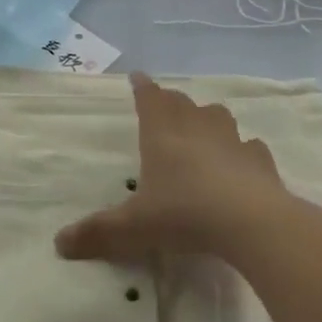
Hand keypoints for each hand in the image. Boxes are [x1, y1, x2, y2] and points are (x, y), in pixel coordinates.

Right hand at [56, 73, 291, 263]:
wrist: (254, 224)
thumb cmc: (185, 214)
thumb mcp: (133, 227)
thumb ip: (98, 233)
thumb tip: (59, 244)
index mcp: (161, 134)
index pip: (149, 99)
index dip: (142, 88)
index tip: (137, 77)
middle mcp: (196, 129)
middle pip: (182, 103)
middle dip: (170, 101)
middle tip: (163, 105)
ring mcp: (233, 142)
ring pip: (218, 117)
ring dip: (207, 118)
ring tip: (202, 129)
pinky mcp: (262, 163)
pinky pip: (250, 147)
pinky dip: (242, 150)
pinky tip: (241, 162)